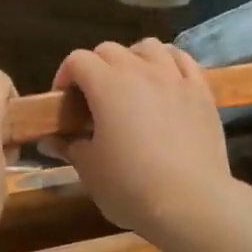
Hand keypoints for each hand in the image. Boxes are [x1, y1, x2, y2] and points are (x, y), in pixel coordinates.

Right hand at [52, 40, 235, 245]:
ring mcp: (175, 78)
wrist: (193, 204)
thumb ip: (69, 147)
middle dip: (95, 67)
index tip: (64, 102)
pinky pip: (183, 60)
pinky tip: (165, 81)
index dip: (65, 76)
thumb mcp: (90, 170)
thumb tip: (49, 141)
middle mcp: (140, 71)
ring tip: (131, 82)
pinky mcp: (201, 92)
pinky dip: (168, 63)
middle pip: (110, 50)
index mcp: (107, 85)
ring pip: (149, 47)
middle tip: (93, 97)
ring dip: (133, 58)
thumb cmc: (131, 187)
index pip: (77, 60)